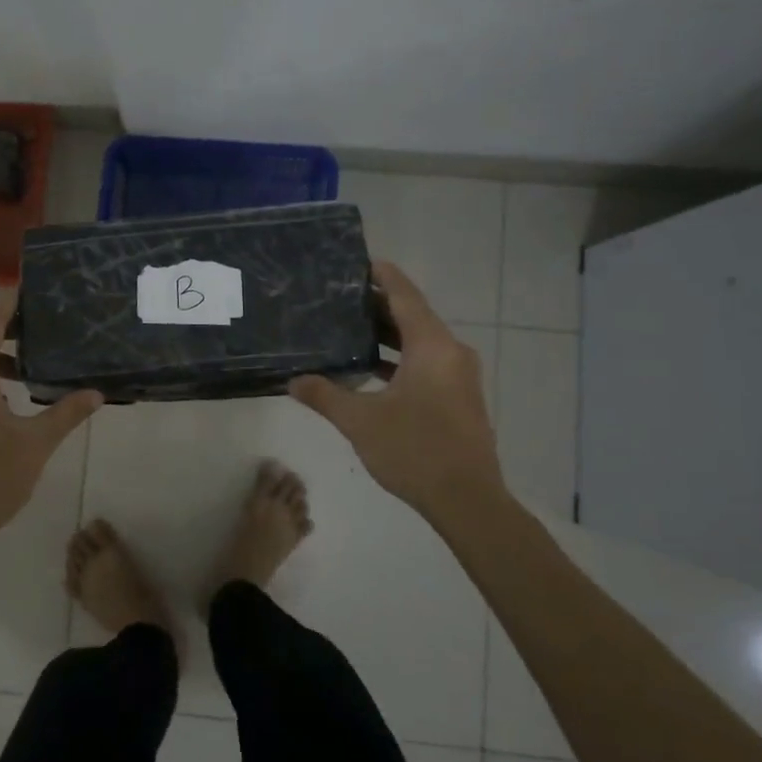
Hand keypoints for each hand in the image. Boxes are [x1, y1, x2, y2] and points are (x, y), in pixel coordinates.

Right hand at [290, 261, 509, 523]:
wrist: (468, 500)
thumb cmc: (415, 450)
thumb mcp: (360, 421)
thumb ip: (324, 395)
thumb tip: (293, 381)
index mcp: (432, 346)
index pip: (405, 295)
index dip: (382, 275)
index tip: (358, 260)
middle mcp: (451, 352)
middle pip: (413, 315)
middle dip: (378, 305)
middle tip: (339, 297)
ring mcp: (459, 376)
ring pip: (420, 341)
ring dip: (388, 334)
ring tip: (348, 329)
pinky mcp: (458, 397)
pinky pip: (427, 363)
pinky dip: (400, 359)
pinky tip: (370, 370)